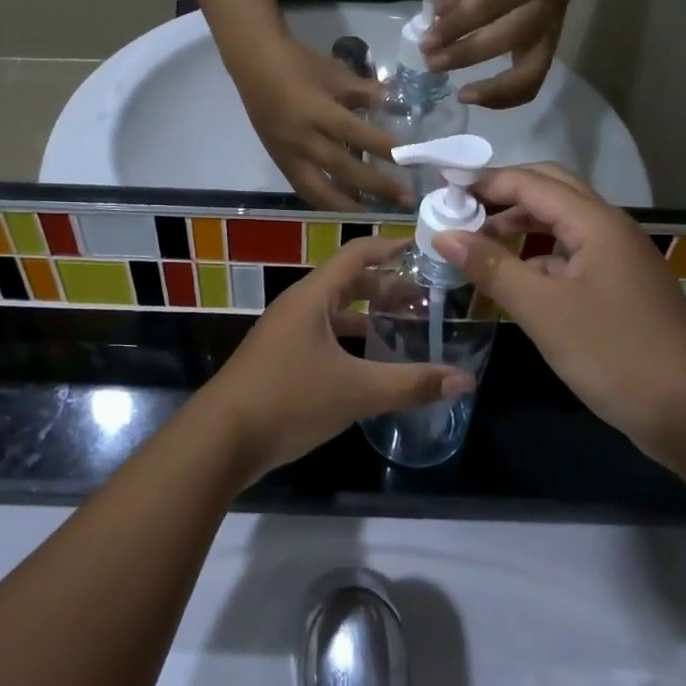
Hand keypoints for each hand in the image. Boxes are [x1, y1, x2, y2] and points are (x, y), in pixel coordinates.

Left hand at [203, 237, 473, 480]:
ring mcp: (286, 334)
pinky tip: (372, 364)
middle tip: (426, 299)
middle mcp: (298, 307)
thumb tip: (465, 380)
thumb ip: (411, 384)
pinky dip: (352, 342)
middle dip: (387, 287)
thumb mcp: (356, 391)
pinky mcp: (281, 360)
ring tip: (407, 328)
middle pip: (348, 282)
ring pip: (335, 313)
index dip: (391, 246)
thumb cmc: (288, 399)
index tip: (425, 248)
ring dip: (369, 316)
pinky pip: (324, 337)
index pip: (357, 254)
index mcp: (313, 297)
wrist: (220, 439)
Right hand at [233, 36, 410, 211]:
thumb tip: (397, 104)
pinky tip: (343, 205)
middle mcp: (303, 139)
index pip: (357, 135)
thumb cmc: (298, 64)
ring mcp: (288, 155)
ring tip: (374, 213)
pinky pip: (304, 189)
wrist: (254, 64)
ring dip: (349, 205)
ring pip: (320, 190)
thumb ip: (366, 92)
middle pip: (344, 169)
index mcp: (318, 112)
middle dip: (377, 186)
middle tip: (406, 200)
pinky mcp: (280, 162)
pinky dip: (325, 200)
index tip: (411, 161)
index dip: (384, 149)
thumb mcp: (336, 73)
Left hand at [419, 0, 577, 107]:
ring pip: (526, 75)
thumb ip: (458, 0)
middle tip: (433, 64)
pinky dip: (504, 98)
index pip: (482, 7)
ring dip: (490, 90)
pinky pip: (530, 86)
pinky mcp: (549, 56)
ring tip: (461, 95)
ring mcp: (548, 38)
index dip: (452, 27)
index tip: (425, 42)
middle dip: (463, 56)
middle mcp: (539, 12)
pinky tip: (478, 98)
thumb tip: (432, 28)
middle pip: (502, 40)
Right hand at [433, 164, 685, 468]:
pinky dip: (537, 255)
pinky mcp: (619, 287)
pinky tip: (513, 278)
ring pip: (561, 223)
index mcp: (595, 222)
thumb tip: (444, 234)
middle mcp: (609, 228)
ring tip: (477, 243)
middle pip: (550, 190)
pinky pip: (570, 254)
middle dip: (503, 194)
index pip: (530, 182)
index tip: (441, 190)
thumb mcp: (543, 310)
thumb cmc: (614, 352)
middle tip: (459, 209)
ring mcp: (617, 258)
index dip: (484, 181)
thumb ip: (491, 267)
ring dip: (519, 224)